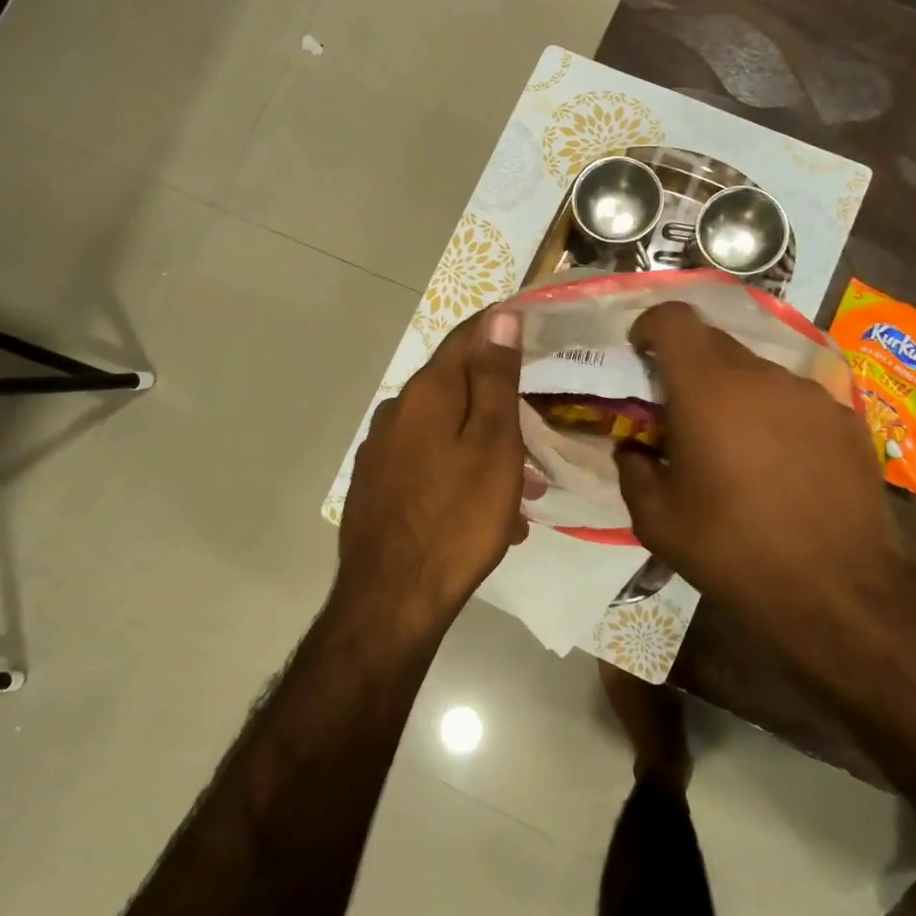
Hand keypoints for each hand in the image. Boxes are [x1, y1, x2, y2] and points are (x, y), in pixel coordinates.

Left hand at [337, 306, 525, 630]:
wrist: (392, 599)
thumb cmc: (457, 517)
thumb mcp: (493, 444)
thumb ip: (495, 377)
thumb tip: (500, 316)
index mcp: (427, 392)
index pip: (467, 337)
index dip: (500, 329)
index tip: (535, 332)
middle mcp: (398, 410)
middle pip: (456, 387)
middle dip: (499, 404)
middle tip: (537, 432)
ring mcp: (382, 449)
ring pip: (445, 431)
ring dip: (484, 448)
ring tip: (522, 491)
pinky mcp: (377, 484)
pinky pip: (428, 462)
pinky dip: (460, 473)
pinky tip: (485, 513)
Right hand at [613, 302, 906, 636]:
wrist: (839, 593)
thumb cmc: (734, 551)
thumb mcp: (657, 521)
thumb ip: (633, 471)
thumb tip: (633, 450)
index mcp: (707, 389)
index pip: (675, 318)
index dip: (651, 325)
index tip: (641, 353)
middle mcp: (761, 376)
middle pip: (714, 343)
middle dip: (689, 367)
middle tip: (682, 413)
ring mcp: (810, 394)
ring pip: (757, 373)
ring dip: (735, 394)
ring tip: (736, 448)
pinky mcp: (847, 418)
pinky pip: (796, 400)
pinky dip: (776, 417)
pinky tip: (783, 465)